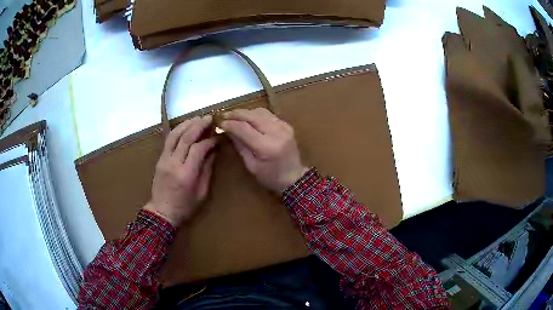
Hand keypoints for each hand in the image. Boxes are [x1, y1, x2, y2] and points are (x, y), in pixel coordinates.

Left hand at [144, 116, 216, 226]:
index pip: (198, 149)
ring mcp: (164, 159)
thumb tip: (213, 151)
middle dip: (198, 125)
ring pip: (174, 135)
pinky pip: (168, 140)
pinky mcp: (160, 159)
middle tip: (209, 118)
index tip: (217, 137)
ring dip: (187, 124)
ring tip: (197, 117)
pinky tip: (185, 126)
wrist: (162, 212)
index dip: (209, 140)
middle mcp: (173, 163)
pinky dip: (178, 130)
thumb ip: (207, 169)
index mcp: (186, 174)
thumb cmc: (185, 206)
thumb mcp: (201, 192)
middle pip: (185, 138)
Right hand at [220, 108, 308, 192]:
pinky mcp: (286, 124)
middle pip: (252, 116)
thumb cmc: (270, 177)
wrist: (294, 177)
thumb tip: (227, 129)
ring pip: (260, 111)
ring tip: (234, 117)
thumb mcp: (251, 166)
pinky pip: (267, 114)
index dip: (230, 123)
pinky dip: (255, 114)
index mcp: (267, 147)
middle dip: (236, 114)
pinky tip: (248, 119)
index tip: (219, 122)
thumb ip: (240, 145)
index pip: (244, 128)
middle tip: (223, 115)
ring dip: (245, 112)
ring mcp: (283, 126)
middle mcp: (277, 132)